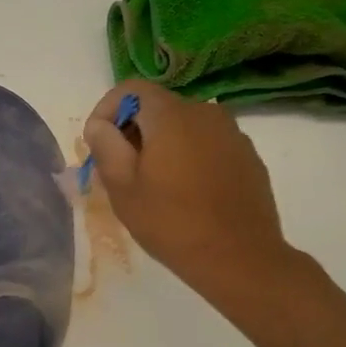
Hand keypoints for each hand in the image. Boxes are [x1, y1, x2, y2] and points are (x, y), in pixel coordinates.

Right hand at [83, 84, 301, 300]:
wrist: (239, 258)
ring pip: (184, 126)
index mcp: (171, 115)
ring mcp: (232, 133)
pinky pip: (208, 144)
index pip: (131, 88)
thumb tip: (99, 125)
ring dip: (162, 145)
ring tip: (154, 185)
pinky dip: (189, 157)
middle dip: (133, 131)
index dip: (107, 110)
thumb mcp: (123, 188)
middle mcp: (205, 112)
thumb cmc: (171, 223)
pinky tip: (187, 193)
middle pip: (158, 107)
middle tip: (121, 171)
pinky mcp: (247, 156)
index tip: (98, 144)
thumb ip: (105, 146)